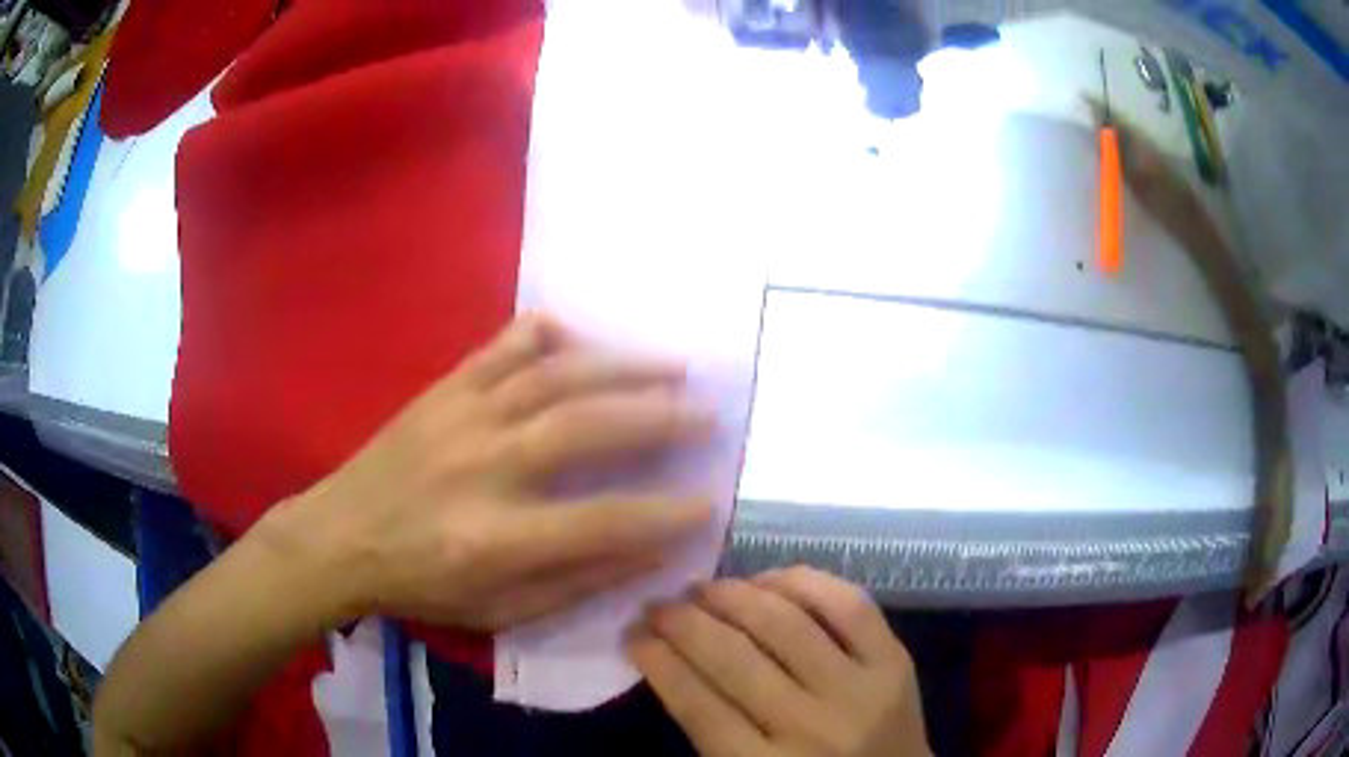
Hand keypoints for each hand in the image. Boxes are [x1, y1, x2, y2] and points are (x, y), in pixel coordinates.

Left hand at [263, 314, 715, 631]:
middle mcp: (483, 466)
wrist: (339, 536)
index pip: (601, 522)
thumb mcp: (498, 612)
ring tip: (671, 366)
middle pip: (584, 428)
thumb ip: (575, 583)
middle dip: (658, 419)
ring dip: (620, 366)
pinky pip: (503, 345)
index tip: (708, 502)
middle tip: (707, 414)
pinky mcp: (444, 389)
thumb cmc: (419, 585)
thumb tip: (648, 552)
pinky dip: (548, 333)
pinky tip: (581, 336)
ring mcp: (461, 416)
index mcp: (494, 538)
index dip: (662, 514)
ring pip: (554, 375)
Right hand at [631, 567, 930, 756]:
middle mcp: (812, 728)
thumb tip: (667, 660)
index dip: (658, 661)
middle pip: (734, 659)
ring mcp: (861, 690)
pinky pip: (847, 605)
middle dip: (683, 623)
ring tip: (703, 588)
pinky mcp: (896, 662)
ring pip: (785, 624)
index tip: (632, 633)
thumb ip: (708, 731)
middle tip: (658, 605)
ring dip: (733, 596)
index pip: (697, 705)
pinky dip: (802, 582)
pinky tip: (768, 579)